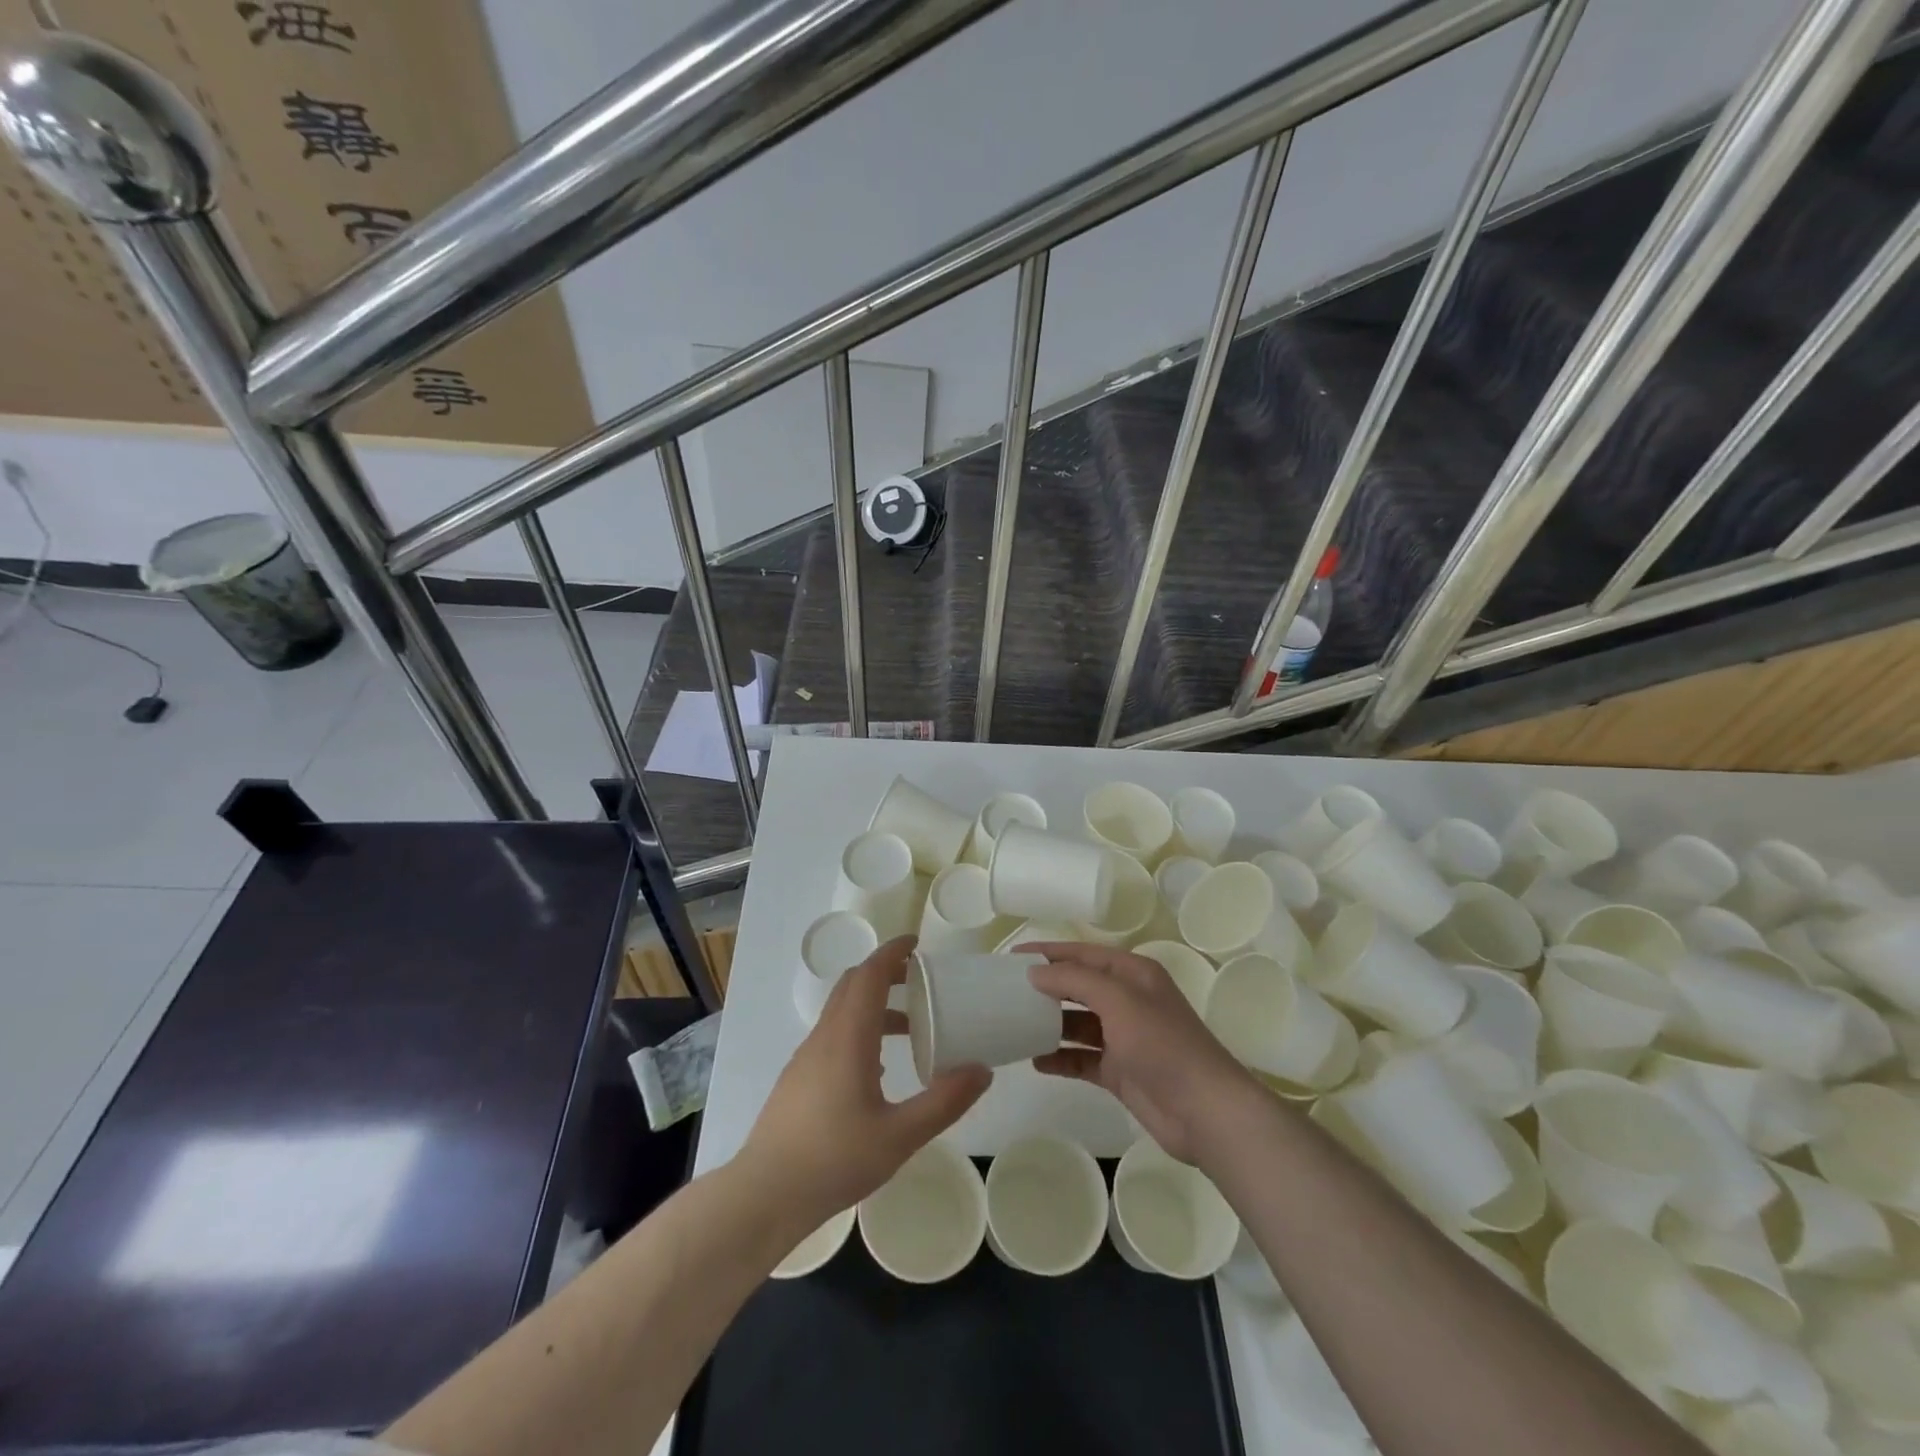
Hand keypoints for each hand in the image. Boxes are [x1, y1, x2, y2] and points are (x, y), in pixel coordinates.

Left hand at [742, 936, 990, 1227]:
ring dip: (874, 1004)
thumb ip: (944, 1102)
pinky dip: (859, 1029)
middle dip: (885, 972)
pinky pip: (833, 1035)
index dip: (892, 952)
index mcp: (848, 1037)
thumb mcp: (900, 1136)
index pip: (869, 975)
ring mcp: (807, 1057)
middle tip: (920, 979)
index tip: (917, 943)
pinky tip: (877, 1069)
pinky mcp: (798, 1078)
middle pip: (853, 985)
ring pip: (841, 1011)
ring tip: (910, 1027)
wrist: (764, 1195)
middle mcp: (825, 1036)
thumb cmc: (833, 1160)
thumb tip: (982, 1070)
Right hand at [1023, 942, 1258, 1165]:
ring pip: (1078, 1023)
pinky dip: (1061, 1058)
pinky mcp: (1120, 1071)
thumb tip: (1035, 973)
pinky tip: (1035, 1061)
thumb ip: (1075, 980)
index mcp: (1133, 974)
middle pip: (1079, 986)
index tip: (1011, 958)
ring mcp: (1124, 1038)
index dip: (1049, 953)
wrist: (1205, 1112)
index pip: (1083, 954)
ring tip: (1013, 1025)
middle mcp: (1128, 1000)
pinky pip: (1082, 1058)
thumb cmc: (1163, 1045)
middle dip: (1046, 987)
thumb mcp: (1118, 1001)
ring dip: (1050, 1023)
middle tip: (1006, 991)